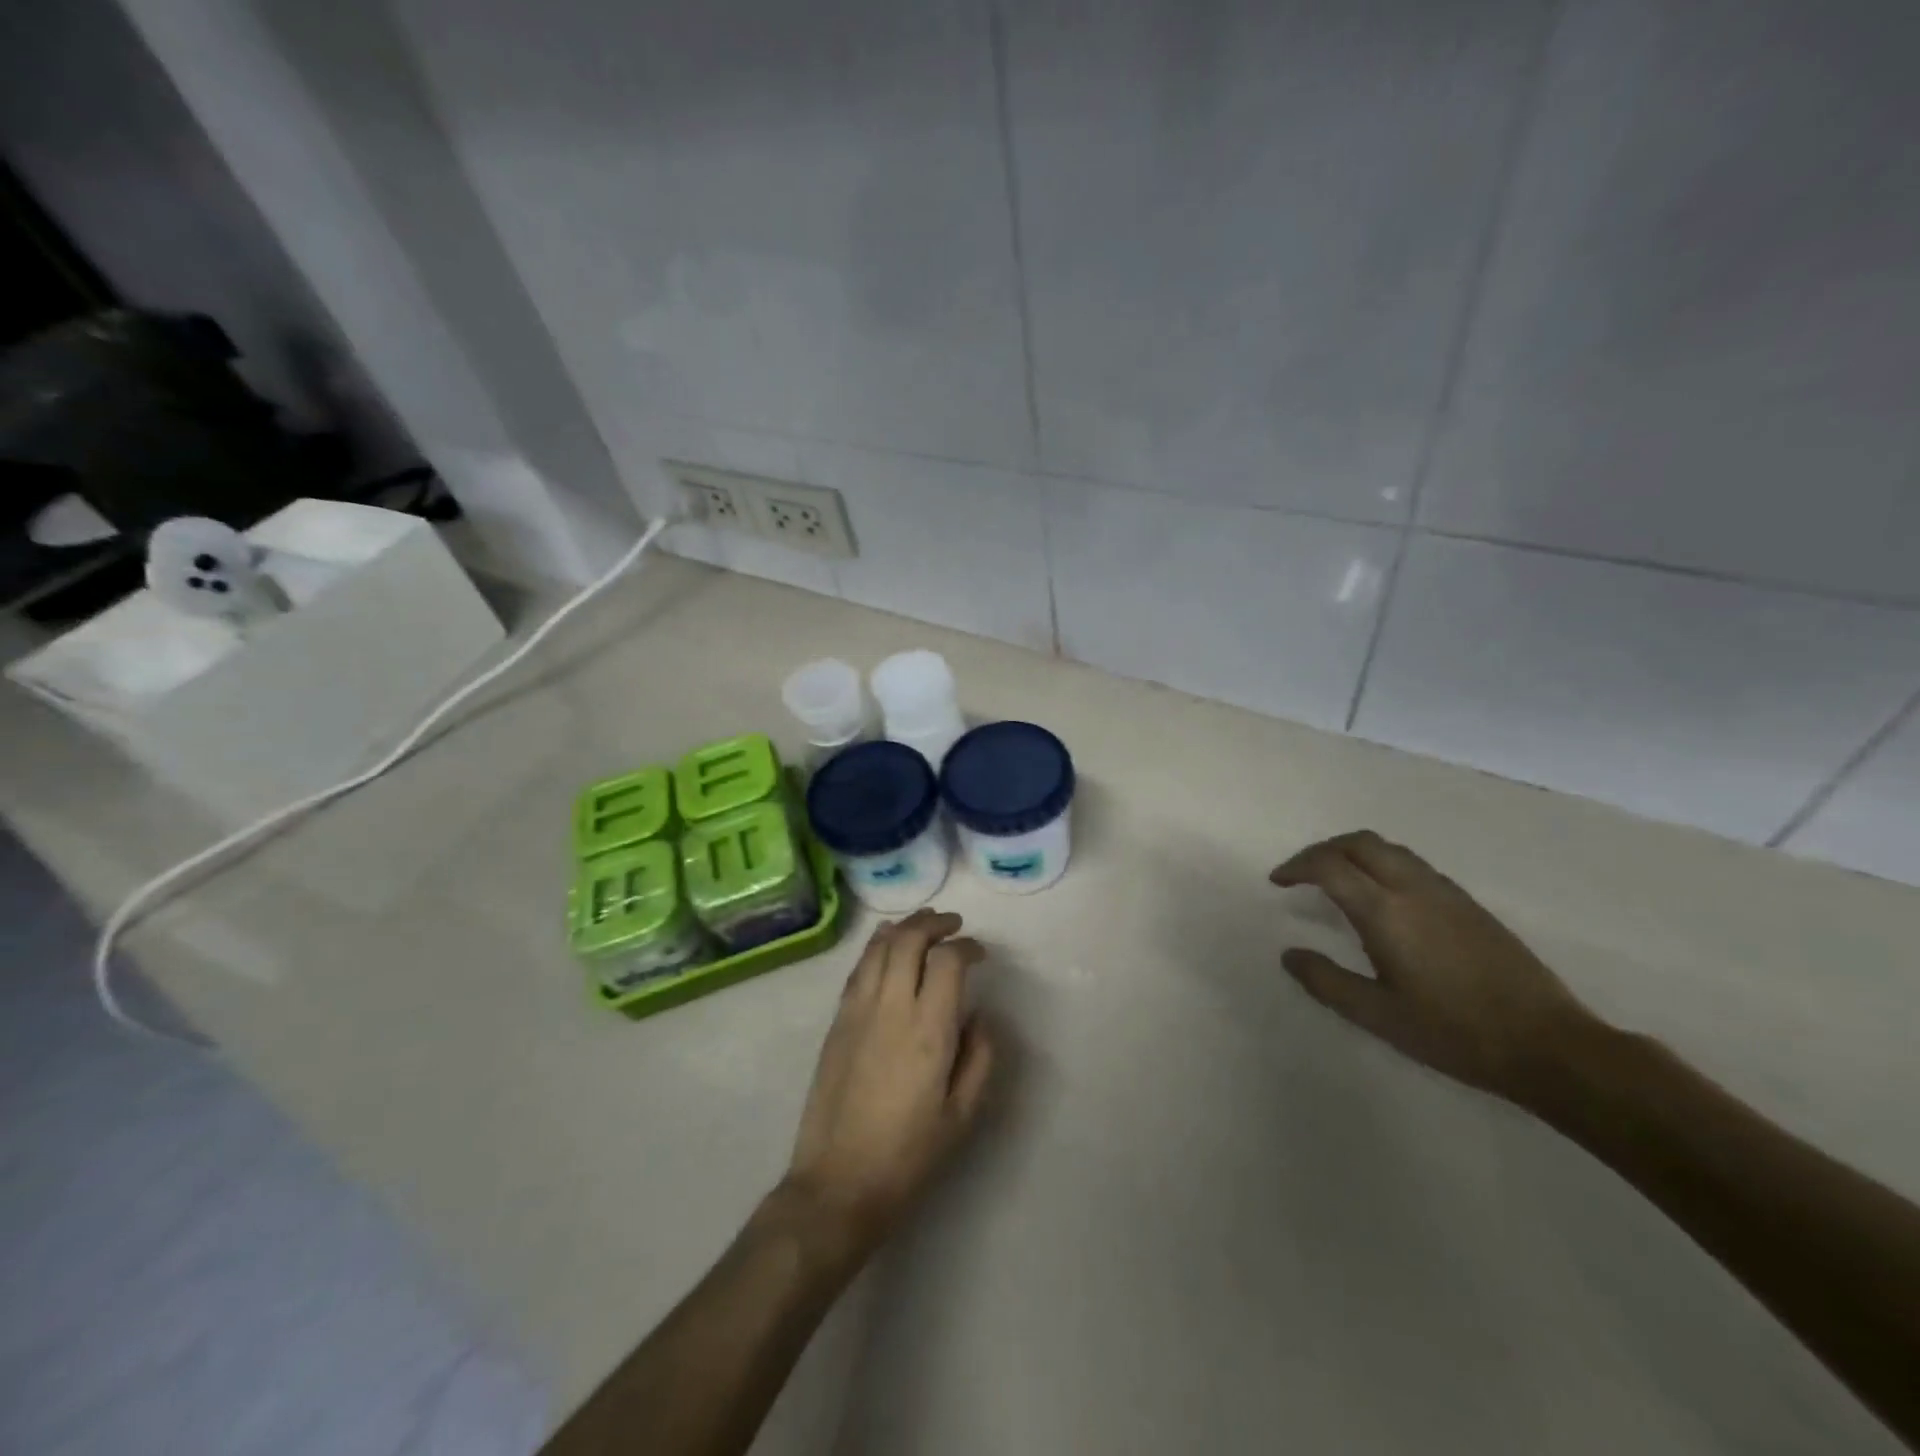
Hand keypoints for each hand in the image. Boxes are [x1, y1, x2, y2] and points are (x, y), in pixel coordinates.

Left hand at [780, 908, 995, 1255]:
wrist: (839, 1182)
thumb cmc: (909, 1154)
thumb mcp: (962, 1114)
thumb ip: (980, 1057)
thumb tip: (979, 1016)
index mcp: (929, 1031)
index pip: (948, 961)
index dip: (967, 948)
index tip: (979, 954)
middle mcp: (892, 1008)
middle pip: (910, 940)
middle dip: (935, 923)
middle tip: (954, 925)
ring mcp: (858, 1011)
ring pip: (880, 947)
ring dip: (904, 927)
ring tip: (923, 924)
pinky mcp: (837, 1021)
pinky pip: (859, 968)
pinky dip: (876, 946)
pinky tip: (885, 942)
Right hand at [1270, 831, 1601, 1105]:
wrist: (1549, 1045)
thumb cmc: (1454, 1033)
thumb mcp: (1378, 1015)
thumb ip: (1327, 981)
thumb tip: (1290, 955)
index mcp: (1386, 911)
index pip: (1329, 866)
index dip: (1297, 866)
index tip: (1278, 881)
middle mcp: (1414, 888)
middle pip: (1360, 842)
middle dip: (1323, 849)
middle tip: (1302, 873)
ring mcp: (1446, 892)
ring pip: (1390, 849)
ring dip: (1354, 853)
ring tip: (1336, 880)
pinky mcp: (1469, 904)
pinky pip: (1413, 864)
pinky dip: (1382, 864)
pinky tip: (1382, 899)